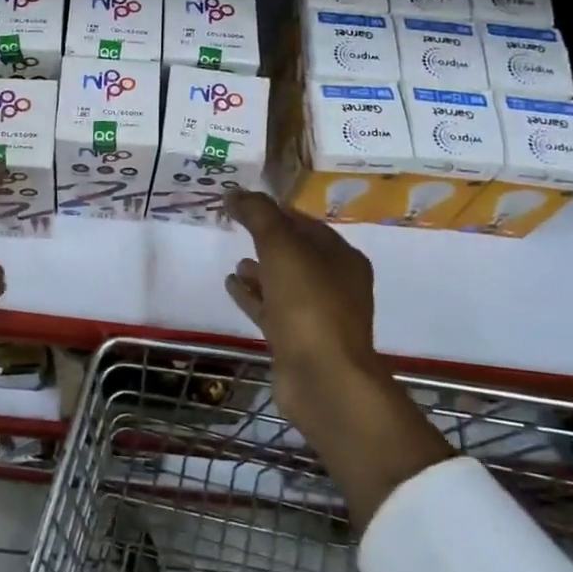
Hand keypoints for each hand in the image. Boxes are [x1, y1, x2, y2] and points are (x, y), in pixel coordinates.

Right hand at [223, 187, 452, 528]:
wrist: (323, 378)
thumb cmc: (308, 304)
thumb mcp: (282, 247)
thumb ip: (258, 215)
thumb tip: (235, 192)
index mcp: (341, 257)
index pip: (306, 223)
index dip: (277, 211)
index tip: (246, 203)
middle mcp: (335, 284)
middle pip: (297, 253)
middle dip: (268, 240)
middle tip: (237, 228)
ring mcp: (317, 315)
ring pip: (284, 283)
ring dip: (261, 270)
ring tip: (235, 260)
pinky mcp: (297, 341)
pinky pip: (272, 309)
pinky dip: (253, 296)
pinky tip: (230, 285)